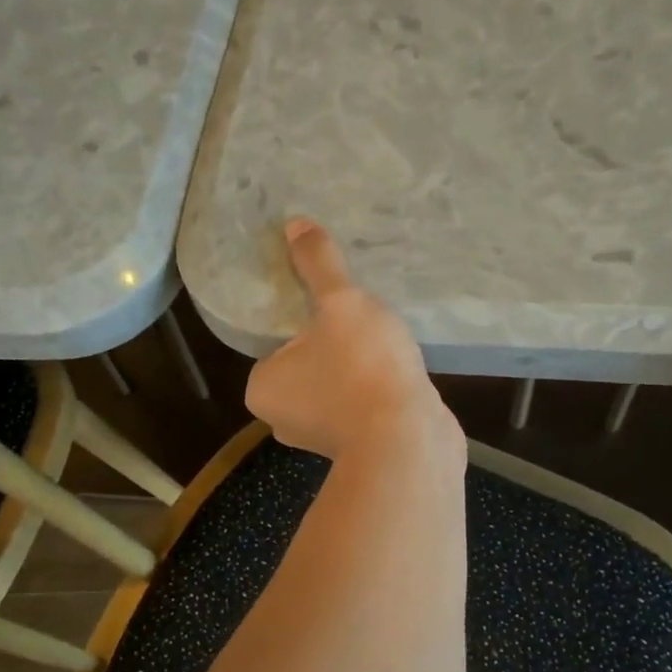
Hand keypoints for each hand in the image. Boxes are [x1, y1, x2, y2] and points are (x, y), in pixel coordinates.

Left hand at [246, 218, 461, 463]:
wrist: (409, 441)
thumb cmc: (361, 369)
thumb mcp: (341, 303)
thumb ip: (319, 265)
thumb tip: (294, 224)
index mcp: (262, 388)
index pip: (275, 342)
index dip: (302, 317)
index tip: (329, 301)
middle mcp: (283, 418)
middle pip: (307, 363)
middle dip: (332, 341)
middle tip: (359, 313)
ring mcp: (323, 437)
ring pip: (337, 384)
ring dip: (358, 365)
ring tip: (383, 336)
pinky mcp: (361, 446)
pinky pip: (363, 403)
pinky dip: (377, 386)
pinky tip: (399, 366)